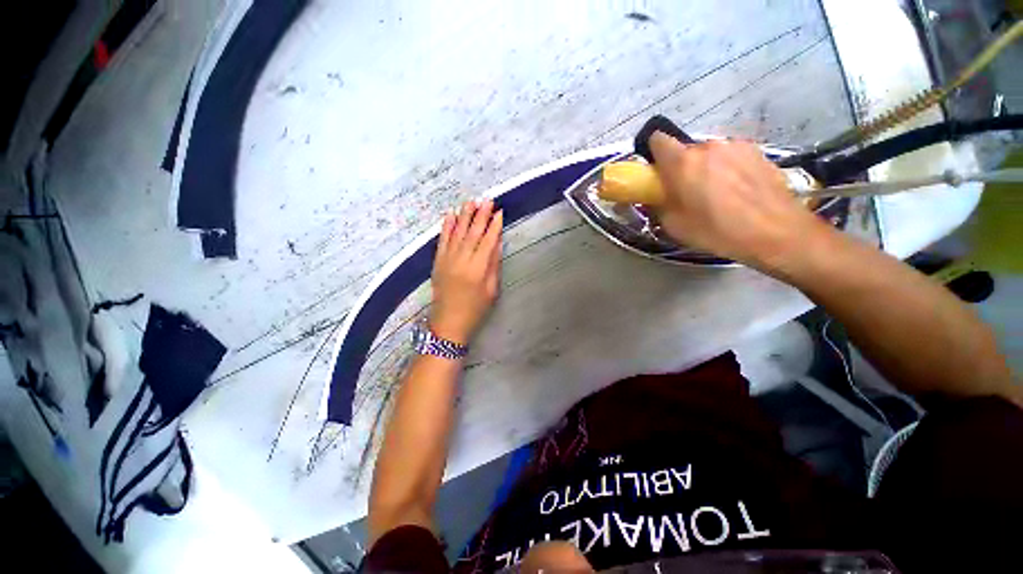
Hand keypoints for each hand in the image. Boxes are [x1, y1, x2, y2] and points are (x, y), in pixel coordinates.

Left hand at [429, 199, 502, 344]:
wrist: (448, 323)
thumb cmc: (475, 310)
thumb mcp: (492, 291)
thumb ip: (494, 265)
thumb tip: (497, 243)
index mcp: (478, 269)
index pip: (488, 241)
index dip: (494, 225)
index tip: (499, 212)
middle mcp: (462, 260)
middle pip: (473, 233)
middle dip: (481, 215)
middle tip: (487, 200)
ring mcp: (447, 259)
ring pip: (457, 232)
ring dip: (464, 216)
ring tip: (471, 202)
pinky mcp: (437, 261)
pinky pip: (442, 240)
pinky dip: (446, 227)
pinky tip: (450, 215)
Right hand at [650, 133, 830, 272]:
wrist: (775, 232)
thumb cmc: (717, 231)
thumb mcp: (674, 226)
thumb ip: (659, 205)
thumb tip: (658, 197)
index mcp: (683, 163)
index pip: (658, 140)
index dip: (654, 153)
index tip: (658, 172)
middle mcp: (708, 146)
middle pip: (686, 150)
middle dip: (682, 167)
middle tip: (688, 191)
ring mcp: (736, 146)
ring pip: (710, 153)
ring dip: (707, 167)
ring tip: (718, 193)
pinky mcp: (758, 151)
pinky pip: (731, 156)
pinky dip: (728, 168)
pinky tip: (738, 190)